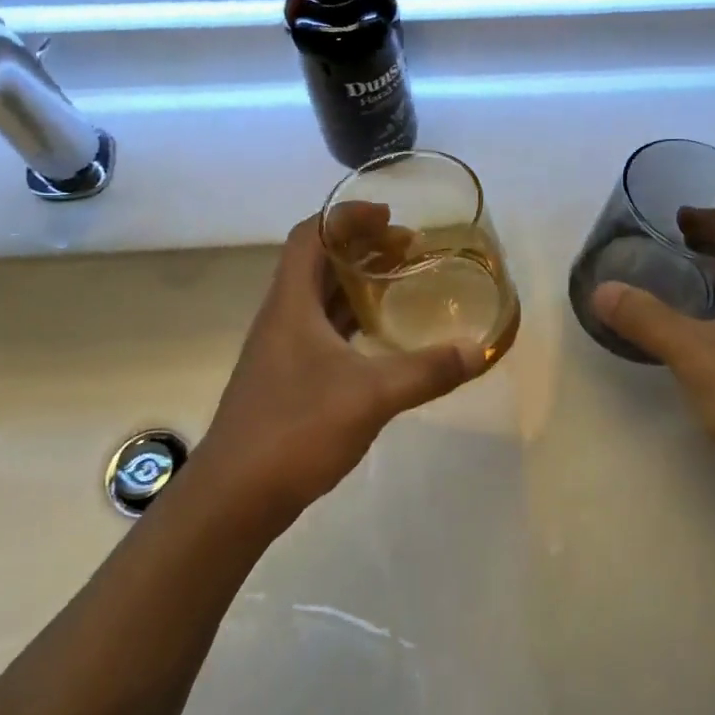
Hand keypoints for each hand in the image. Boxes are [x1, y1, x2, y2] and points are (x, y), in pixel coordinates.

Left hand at [198, 215, 485, 518]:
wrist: (234, 498)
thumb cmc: (295, 430)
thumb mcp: (371, 396)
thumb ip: (427, 371)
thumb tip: (479, 350)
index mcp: (291, 305)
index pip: (310, 236)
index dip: (346, 217)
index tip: (389, 216)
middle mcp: (282, 319)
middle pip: (317, 263)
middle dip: (361, 248)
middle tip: (409, 249)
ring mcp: (281, 352)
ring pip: (319, 300)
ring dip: (356, 284)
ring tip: (400, 282)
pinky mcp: (286, 381)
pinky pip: (322, 332)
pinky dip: (352, 322)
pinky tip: (380, 338)